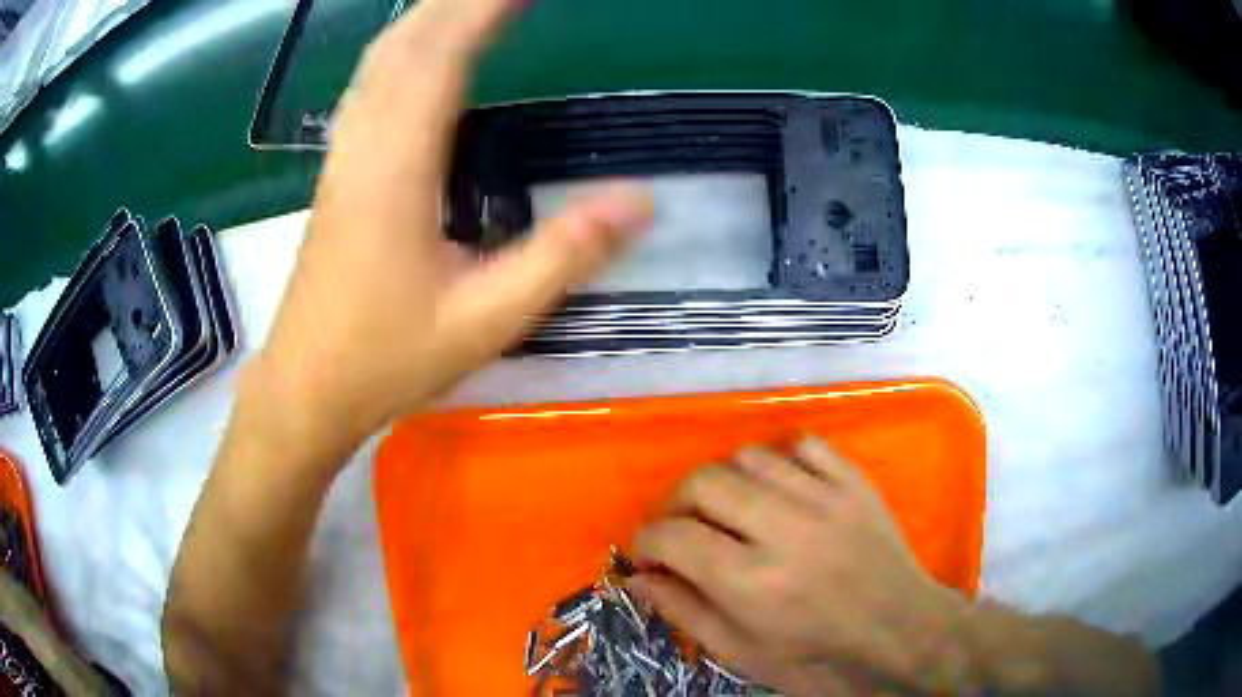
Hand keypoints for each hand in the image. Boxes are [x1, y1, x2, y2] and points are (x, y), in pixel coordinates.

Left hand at [254, 0, 653, 459]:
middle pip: (408, 41)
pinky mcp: (338, 169)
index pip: (443, 55)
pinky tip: (422, 48)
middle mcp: (364, 143)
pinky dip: (404, 46)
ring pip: (382, 57)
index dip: (484, 7)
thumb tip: (641, 200)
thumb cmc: (386, 359)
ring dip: (429, 15)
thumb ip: (563, 255)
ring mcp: (344, 154)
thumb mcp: (486, 320)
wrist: (306, 388)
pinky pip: (370, 83)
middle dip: (458, 0)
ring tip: (474, 2)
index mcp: (397, 167)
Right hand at [629, 437, 969, 694]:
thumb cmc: (817, 657)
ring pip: (749, 456)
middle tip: (681, 528)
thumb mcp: (742, 653)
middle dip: (675, 503)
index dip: (645, 541)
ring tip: (729, 509)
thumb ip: (685, 611)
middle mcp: (783, 530)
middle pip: (703, 482)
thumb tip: (638, 578)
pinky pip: (804, 445)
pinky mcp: (854, 483)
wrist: (900, 633)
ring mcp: (824, 498)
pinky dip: (780, 460)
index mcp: (750, 583)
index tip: (647, 553)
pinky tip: (779, 487)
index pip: (672, 536)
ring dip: (724, 480)